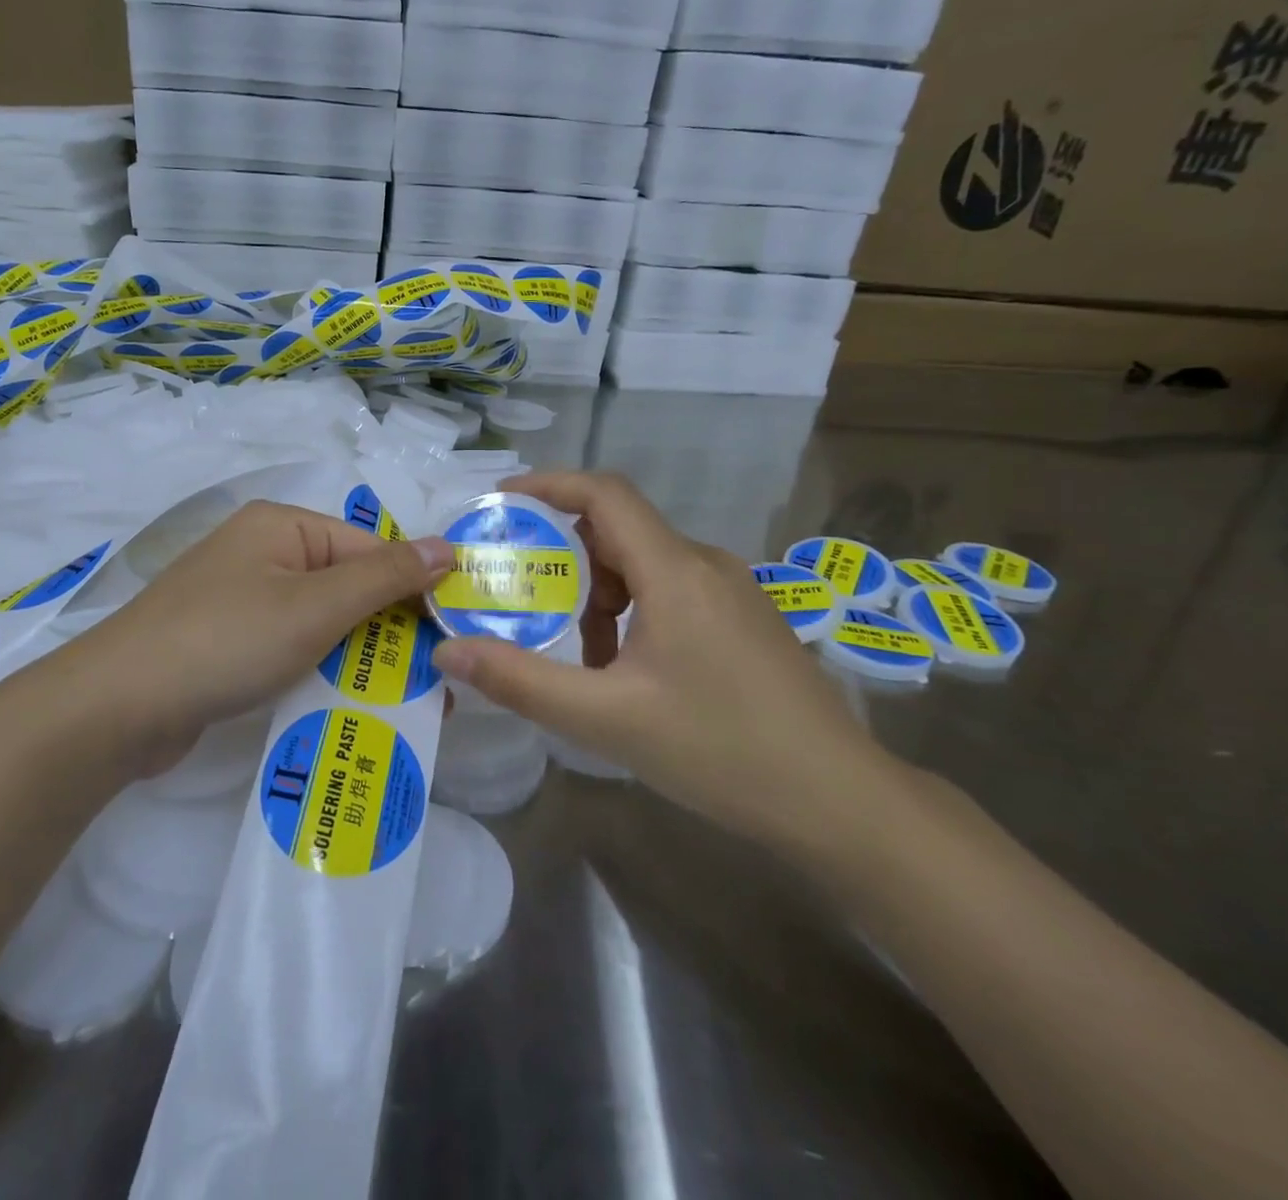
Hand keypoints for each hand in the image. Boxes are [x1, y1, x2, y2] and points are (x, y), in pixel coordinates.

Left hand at [60, 500, 452, 775]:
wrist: (115, 707)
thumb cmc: (226, 642)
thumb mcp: (315, 607)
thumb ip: (384, 577)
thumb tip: (448, 547)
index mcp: (282, 526)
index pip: (369, 548)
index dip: (411, 591)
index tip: (449, 640)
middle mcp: (262, 552)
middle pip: (346, 585)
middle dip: (387, 632)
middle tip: (432, 681)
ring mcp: (241, 598)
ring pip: (320, 621)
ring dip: (357, 657)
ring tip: (400, 701)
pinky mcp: (227, 641)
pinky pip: (290, 646)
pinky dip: (319, 670)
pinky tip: (344, 704)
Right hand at [429, 471, 895, 854]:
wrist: (840, 802)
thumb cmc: (721, 751)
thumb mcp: (606, 719)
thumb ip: (520, 681)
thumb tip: (446, 651)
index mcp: (675, 571)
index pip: (604, 494)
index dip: (548, 485)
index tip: (498, 502)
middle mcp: (705, 565)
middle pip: (618, 531)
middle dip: (562, 557)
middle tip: (518, 592)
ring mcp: (731, 592)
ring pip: (643, 565)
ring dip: (597, 595)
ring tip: (572, 653)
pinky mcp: (743, 620)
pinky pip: (670, 592)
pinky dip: (630, 613)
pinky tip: (623, 671)